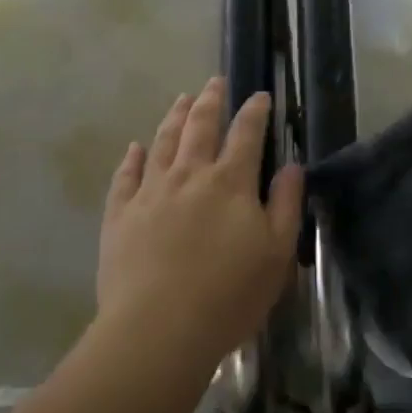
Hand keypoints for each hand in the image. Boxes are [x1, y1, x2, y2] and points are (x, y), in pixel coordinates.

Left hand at [98, 77, 302, 368]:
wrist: (158, 330)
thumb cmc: (229, 296)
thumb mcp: (277, 253)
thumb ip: (286, 204)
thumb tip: (292, 165)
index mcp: (230, 182)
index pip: (246, 134)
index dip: (255, 111)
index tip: (260, 95)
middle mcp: (189, 175)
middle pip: (200, 126)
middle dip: (210, 101)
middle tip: (214, 82)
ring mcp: (150, 192)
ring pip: (163, 142)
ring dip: (174, 117)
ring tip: (181, 99)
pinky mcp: (120, 215)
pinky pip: (125, 176)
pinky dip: (131, 158)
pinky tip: (134, 148)